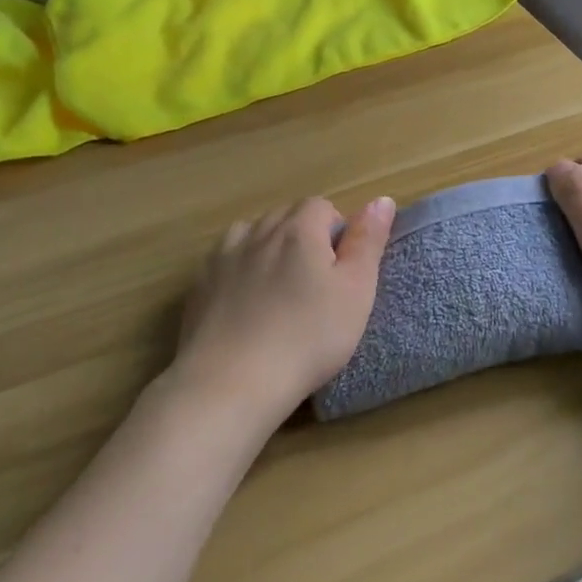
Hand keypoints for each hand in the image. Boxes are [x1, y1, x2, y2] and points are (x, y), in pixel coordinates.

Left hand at [172, 195, 395, 426]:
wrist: (232, 382)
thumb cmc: (308, 337)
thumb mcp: (356, 291)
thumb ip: (368, 241)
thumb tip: (381, 200)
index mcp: (299, 230)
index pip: (321, 206)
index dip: (336, 230)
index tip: (341, 269)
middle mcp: (258, 232)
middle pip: (286, 216)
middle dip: (304, 236)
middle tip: (317, 283)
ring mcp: (223, 257)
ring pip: (252, 233)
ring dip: (268, 247)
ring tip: (279, 288)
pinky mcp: (199, 285)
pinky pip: (225, 260)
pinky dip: (239, 269)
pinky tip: (245, 303)